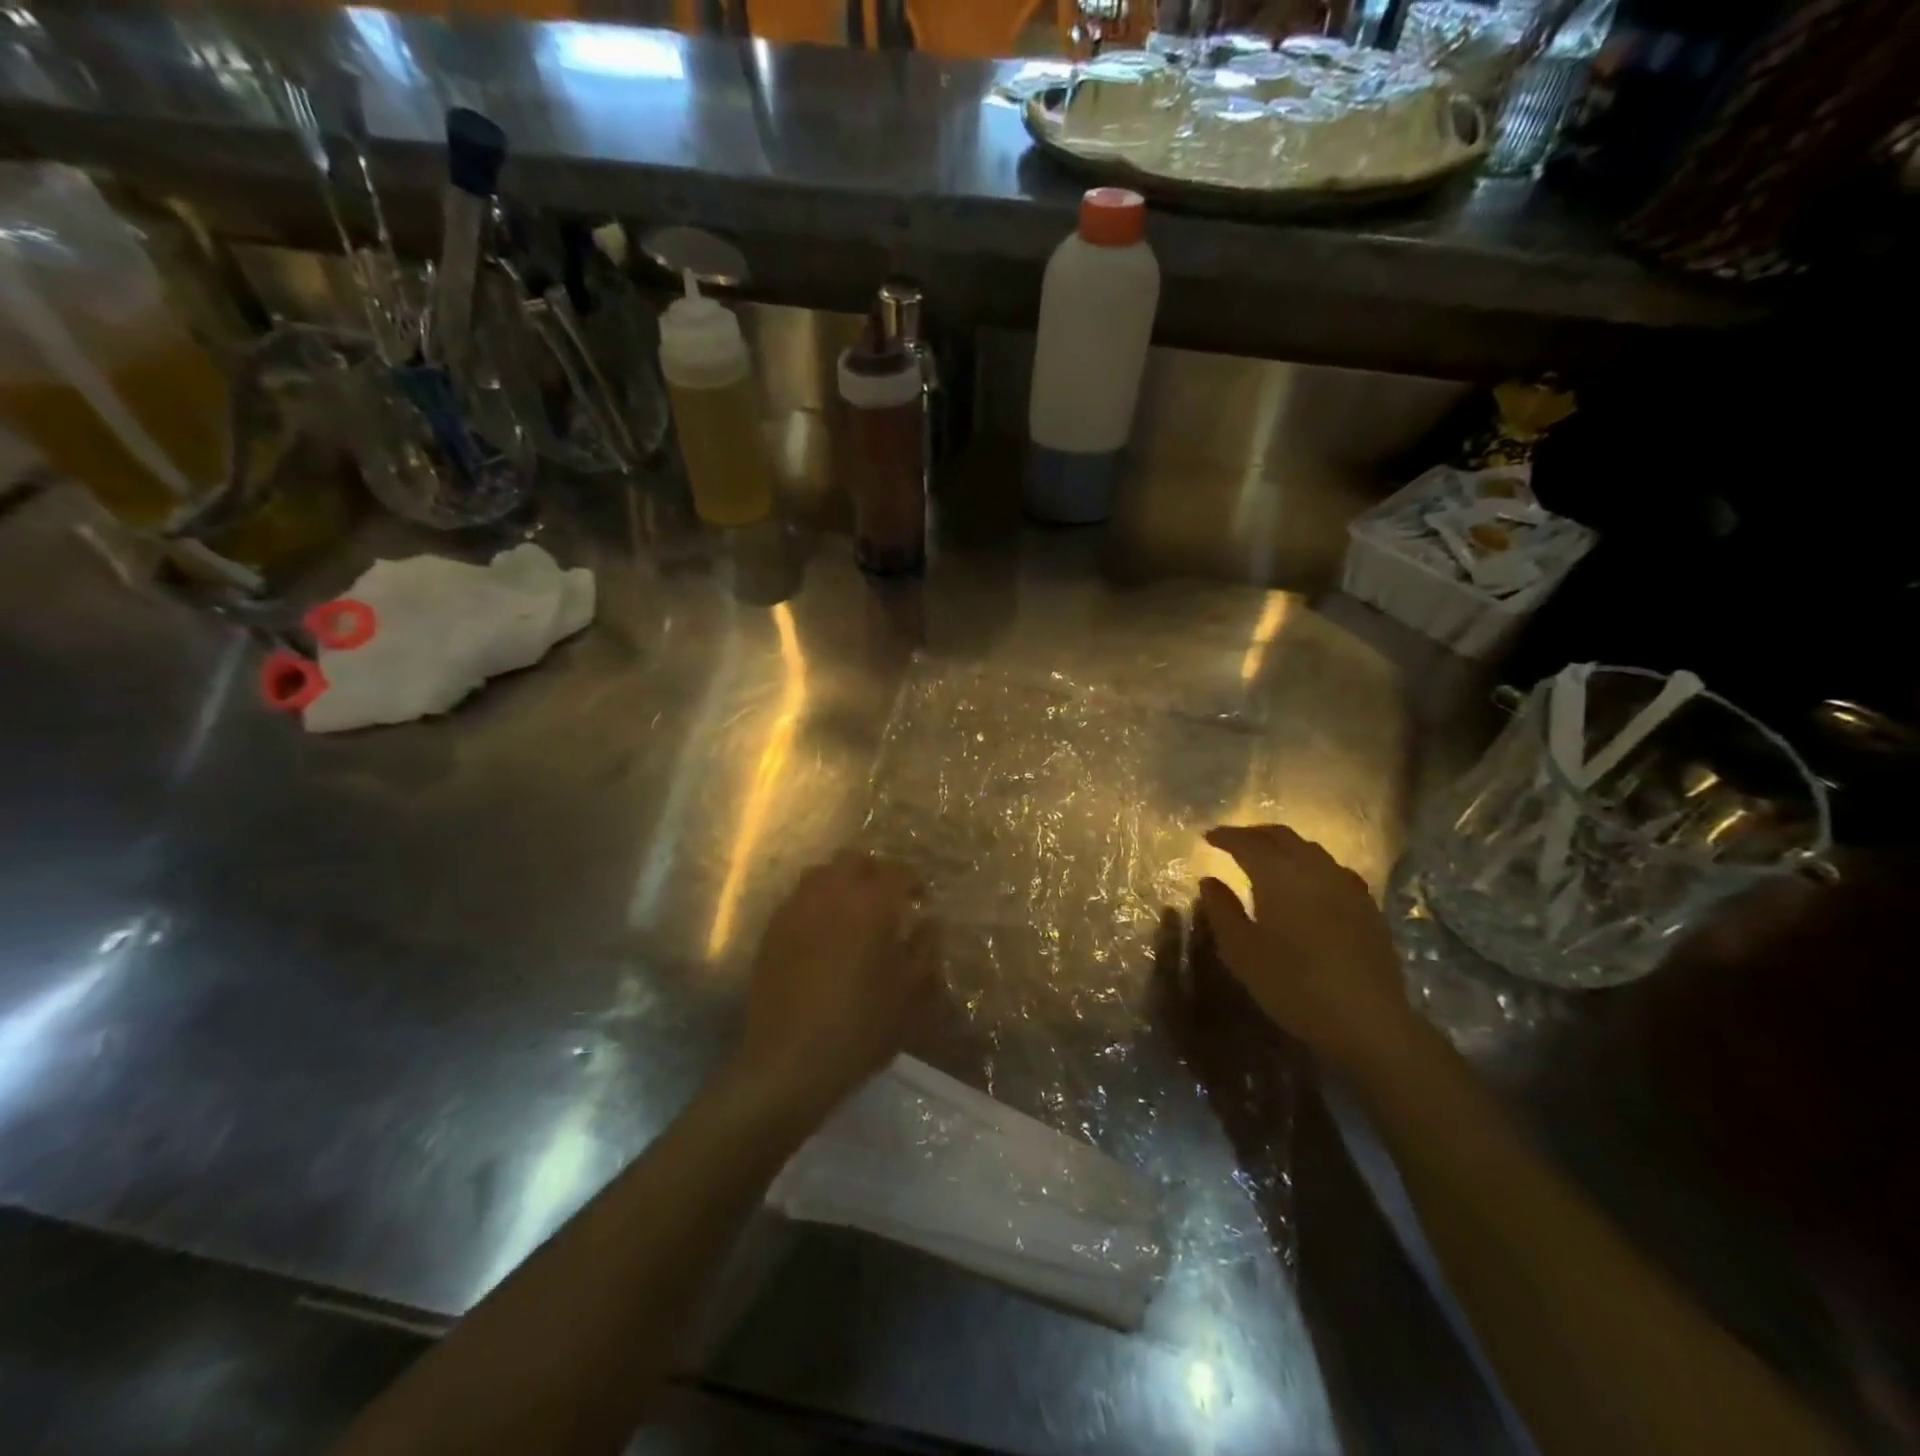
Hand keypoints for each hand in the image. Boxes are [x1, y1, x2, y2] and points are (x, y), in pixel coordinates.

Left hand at [735, 851, 941, 1115]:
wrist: (789, 1063)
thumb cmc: (861, 1028)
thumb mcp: (911, 994)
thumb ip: (925, 949)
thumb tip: (927, 923)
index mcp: (871, 905)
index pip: (896, 872)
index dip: (912, 882)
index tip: (920, 901)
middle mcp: (831, 895)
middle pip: (854, 861)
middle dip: (875, 873)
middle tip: (887, 901)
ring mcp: (796, 910)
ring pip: (821, 874)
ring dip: (842, 883)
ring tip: (854, 913)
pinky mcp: (772, 931)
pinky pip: (798, 899)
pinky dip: (816, 903)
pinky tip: (824, 934)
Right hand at [1196, 824, 1417, 1073]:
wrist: (1367, 1019)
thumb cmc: (1293, 984)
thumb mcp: (1242, 952)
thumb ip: (1222, 910)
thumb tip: (1209, 881)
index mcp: (1278, 874)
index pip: (1247, 842)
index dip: (1226, 836)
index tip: (1208, 836)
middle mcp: (1313, 868)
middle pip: (1281, 836)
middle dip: (1254, 834)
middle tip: (1234, 841)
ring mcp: (1345, 884)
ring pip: (1309, 849)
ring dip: (1283, 846)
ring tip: (1267, 858)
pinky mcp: (1366, 904)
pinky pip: (1331, 868)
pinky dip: (1309, 864)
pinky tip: (1306, 883)